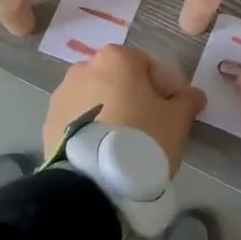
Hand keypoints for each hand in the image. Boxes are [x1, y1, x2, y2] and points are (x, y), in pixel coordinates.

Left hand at [44, 45, 204, 177]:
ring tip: (124, 146)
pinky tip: (103, 153)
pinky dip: (91, 129)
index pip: (150, 67)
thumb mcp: (177, 120)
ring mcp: (62, 94)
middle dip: (135, 100)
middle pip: (120, 81)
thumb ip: (187, 101)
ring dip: (110, 114)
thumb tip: (193, 95)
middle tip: (150, 130)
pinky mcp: (48, 122)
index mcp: (116, 58)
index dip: (167, 91)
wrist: (93, 182)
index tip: (174, 115)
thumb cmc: (142, 138)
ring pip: (97, 100)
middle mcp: (84, 67)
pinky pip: (78, 120)